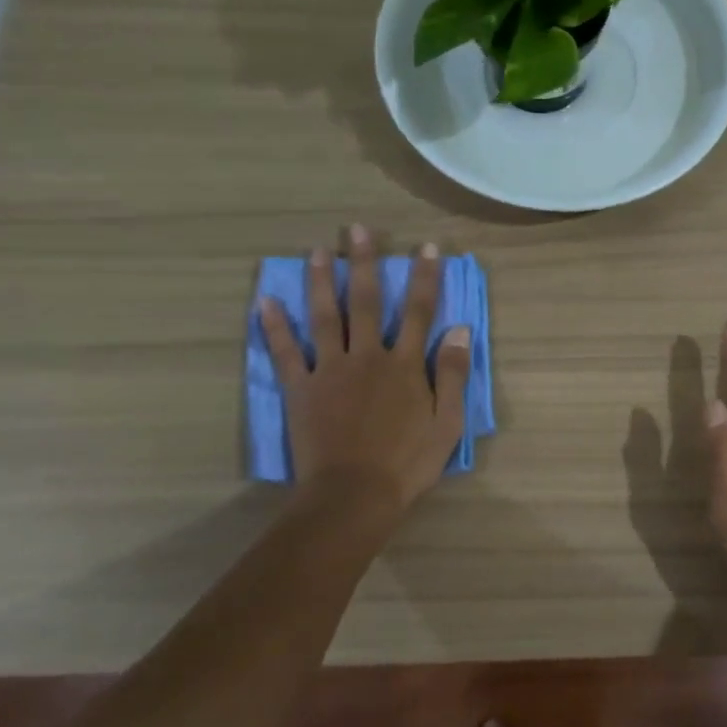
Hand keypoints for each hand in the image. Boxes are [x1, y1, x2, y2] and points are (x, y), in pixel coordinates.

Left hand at [257, 224, 471, 523]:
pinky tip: (265, 301)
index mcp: (405, 365)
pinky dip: (274, 327)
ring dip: (322, 281)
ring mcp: (330, 370)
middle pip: (367, 301)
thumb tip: (460, 330)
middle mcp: (367, 356)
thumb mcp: (447, 422)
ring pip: (325, 317)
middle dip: (365, 263)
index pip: (418, 311)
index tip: (426, 248)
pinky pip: (285, 353)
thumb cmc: (407, 462)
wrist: (354, 496)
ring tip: (318, 250)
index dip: (424, 278)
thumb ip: (453, 374)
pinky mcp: (301, 389)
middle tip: (358, 229)